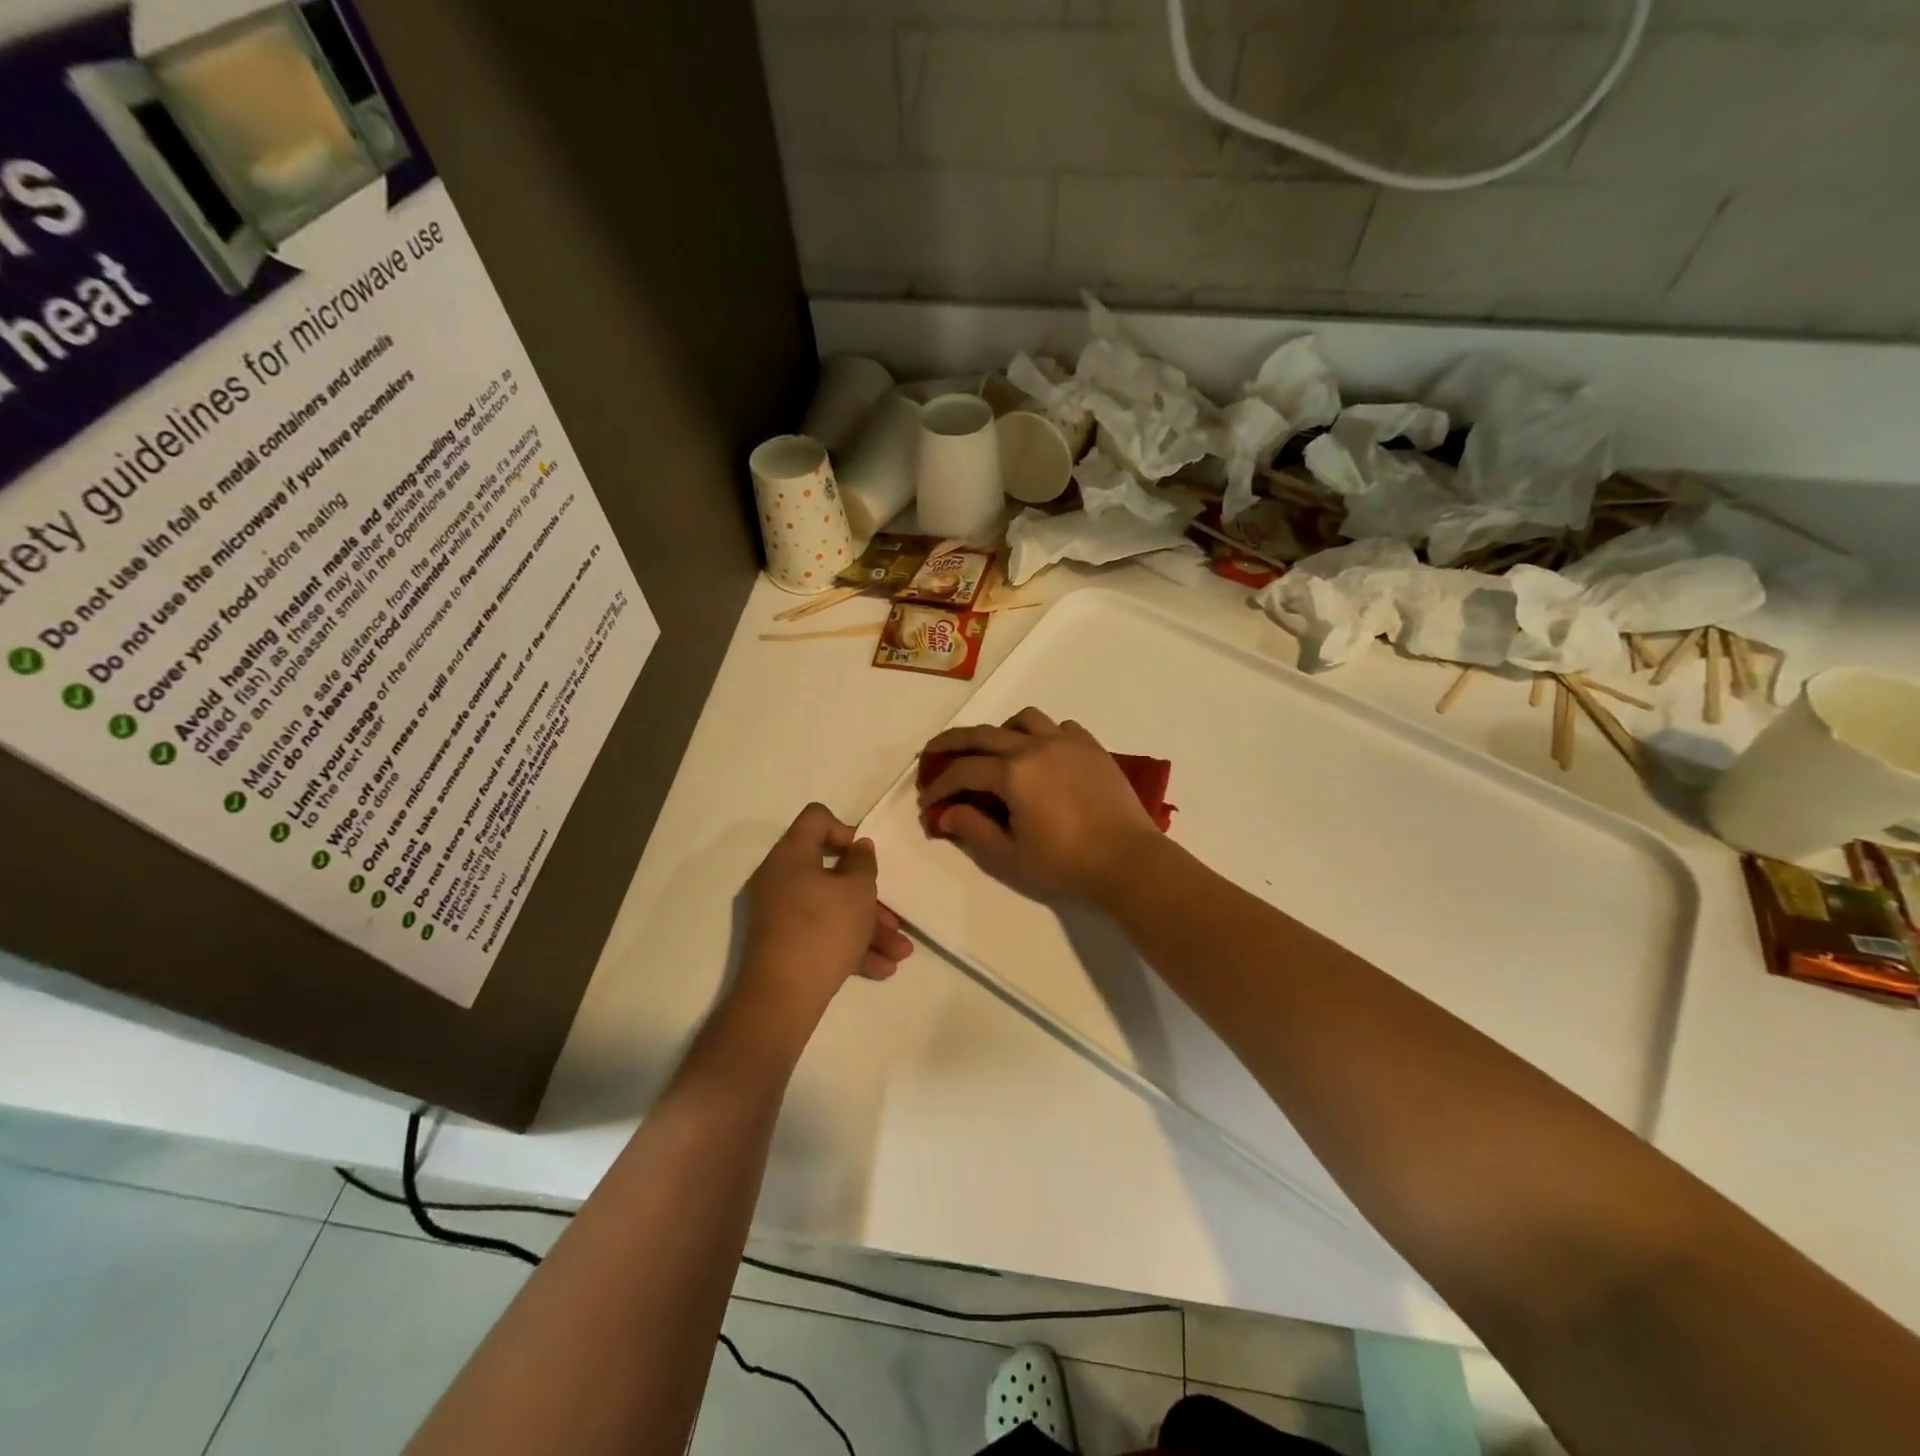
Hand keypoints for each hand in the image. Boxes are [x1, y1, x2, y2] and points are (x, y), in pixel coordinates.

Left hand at [736, 804, 912, 1023]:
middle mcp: (780, 880)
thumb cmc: (823, 930)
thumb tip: (858, 848)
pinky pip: (821, 936)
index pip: (816, 819)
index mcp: (791, 855)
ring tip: (901, 953)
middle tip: (894, 917)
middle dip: (869, 897)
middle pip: (830, 873)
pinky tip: (881, 969)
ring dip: (868, 927)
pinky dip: (850, 946)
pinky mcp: (783, 946)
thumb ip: (863, 863)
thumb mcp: (857, 891)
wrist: (782, 998)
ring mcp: (780, 915)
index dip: (846, 830)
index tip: (865, 858)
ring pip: (831, 910)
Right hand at [917, 708, 1162, 899]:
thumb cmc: (1065, 862)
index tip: (927, 802)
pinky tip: (1040, 755)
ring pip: (1023, 720)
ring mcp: (1066, 741)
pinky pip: (1058, 727)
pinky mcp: (1090, 746)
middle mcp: (1035, 746)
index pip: (962, 771)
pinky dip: (1040, 735)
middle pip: (982, 734)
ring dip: (1000, 732)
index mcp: (1012, 773)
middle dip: (952, 743)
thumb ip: (974, 829)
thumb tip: (945, 813)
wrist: (1127, 858)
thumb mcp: (1011, 854)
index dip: (939, 786)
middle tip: (933, 753)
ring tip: (993, 751)